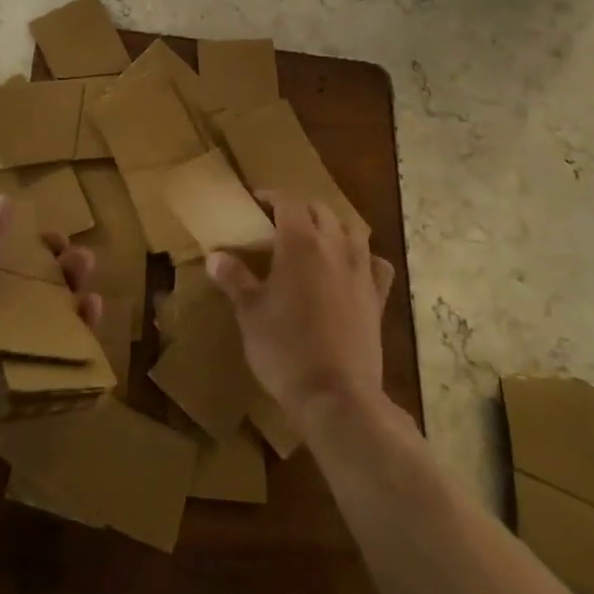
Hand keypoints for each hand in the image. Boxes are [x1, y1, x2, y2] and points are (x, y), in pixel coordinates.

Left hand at [0, 171, 99, 500]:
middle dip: (35, 248)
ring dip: (62, 280)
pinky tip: (92, 308)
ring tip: (83, 263)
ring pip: (37, 301)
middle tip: (58, 237)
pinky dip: (75, 326)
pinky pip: (54, 343)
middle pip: (8, 269)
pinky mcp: (20, 372)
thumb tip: (2, 201)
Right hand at [206, 193, 395, 437]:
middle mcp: (334, 247)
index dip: (271, 196)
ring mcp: (361, 272)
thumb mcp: (249, 313)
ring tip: (314, 241)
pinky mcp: (378, 299)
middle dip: (300, 210)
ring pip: (352, 230)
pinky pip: (376, 264)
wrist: (335, 396)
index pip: (288, 201)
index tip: (255, 203)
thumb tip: (215, 256)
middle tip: (278, 224)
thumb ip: (233, 278)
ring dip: (332, 227)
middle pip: (321, 210)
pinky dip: (364, 258)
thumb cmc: (285, 348)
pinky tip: (352, 269)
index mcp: (300, 243)